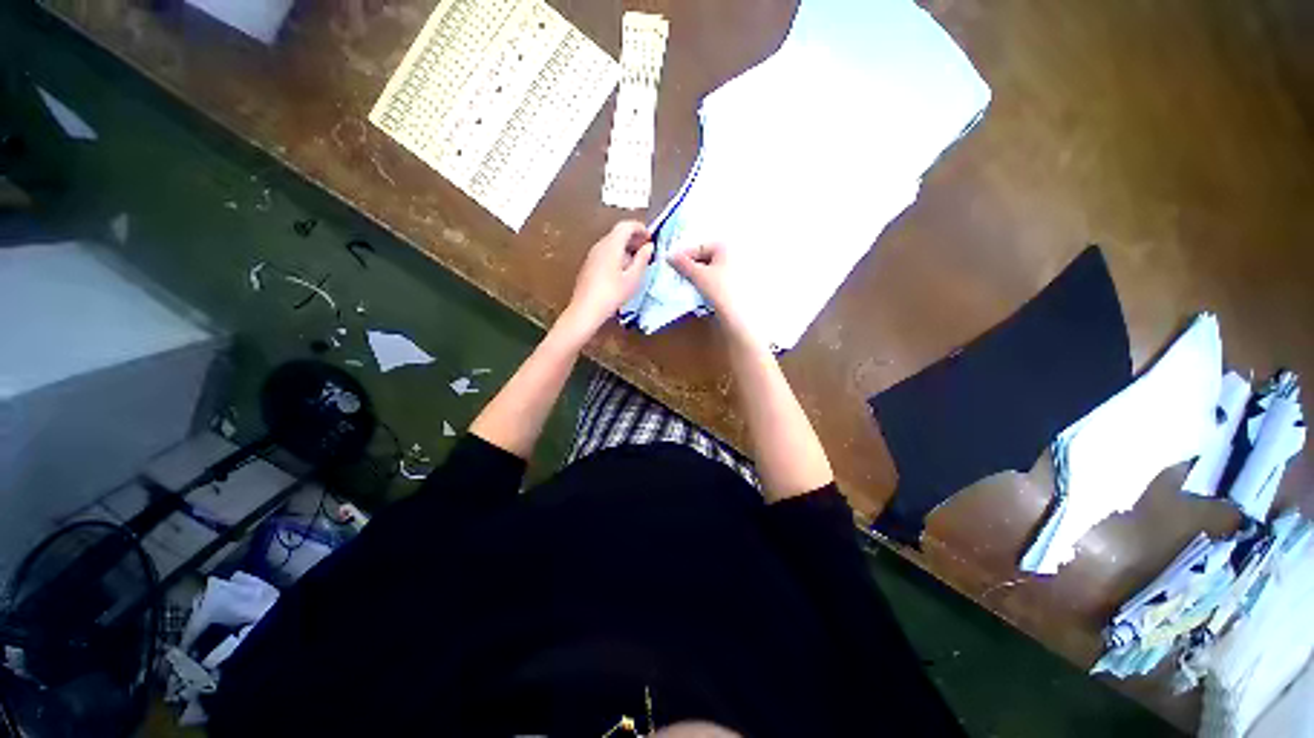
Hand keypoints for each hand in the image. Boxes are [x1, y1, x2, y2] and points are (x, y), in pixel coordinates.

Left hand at [562, 221, 653, 335]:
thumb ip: (642, 259)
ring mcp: (592, 255)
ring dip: (626, 248)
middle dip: (634, 238)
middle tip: (646, 250)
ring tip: (637, 262)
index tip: (650, 237)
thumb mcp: (633, 278)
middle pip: (618, 233)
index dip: (640, 228)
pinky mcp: (589, 265)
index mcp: (611, 245)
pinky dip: (617, 255)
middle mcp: (600, 246)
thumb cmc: (612, 294)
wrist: (586, 310)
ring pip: (611, 243)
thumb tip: (649, 246)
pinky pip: (605, 253)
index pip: (626, 226)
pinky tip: (623, 271)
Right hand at [669, 242, 754, 339]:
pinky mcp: (739, 285)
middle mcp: (736, 253)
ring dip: (699, 276)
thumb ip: (683, 264)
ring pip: (712, 270)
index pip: (699, 247)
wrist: (741, 317)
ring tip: (688, 285)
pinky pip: (719, 280)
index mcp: (727, 246)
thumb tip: (670, 256)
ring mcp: (739, 270)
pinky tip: (702, 293)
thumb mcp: (699, 276)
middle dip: (691, 266)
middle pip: (706, 257)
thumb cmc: (721, 290)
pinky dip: (709, 283)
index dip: (683, 255)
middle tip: (678, 276)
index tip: (670, 265)